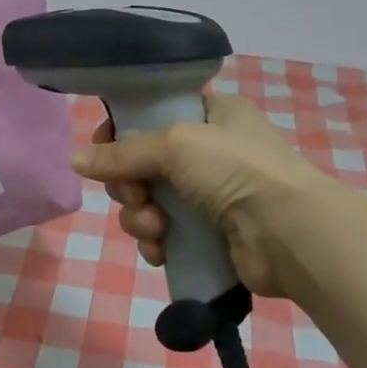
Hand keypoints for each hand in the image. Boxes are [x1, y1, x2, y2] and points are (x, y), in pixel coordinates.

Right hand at [71, 94, 341, 296]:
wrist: (291, 234)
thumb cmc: (236, 170)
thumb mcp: (176, 144)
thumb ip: (122, 152)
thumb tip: (75, 160)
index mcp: (213, 115)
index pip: (153, 116)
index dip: (122, 133)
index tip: (103, 150)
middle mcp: (211, 152)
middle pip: (143, 164)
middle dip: (130, 184)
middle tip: (136, 195)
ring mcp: (211, 196)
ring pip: (149, 202)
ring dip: (140, 217)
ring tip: (155, 228)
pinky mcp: (210, 236)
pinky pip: (165, 235)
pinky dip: (156, 243)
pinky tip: (162, 251)